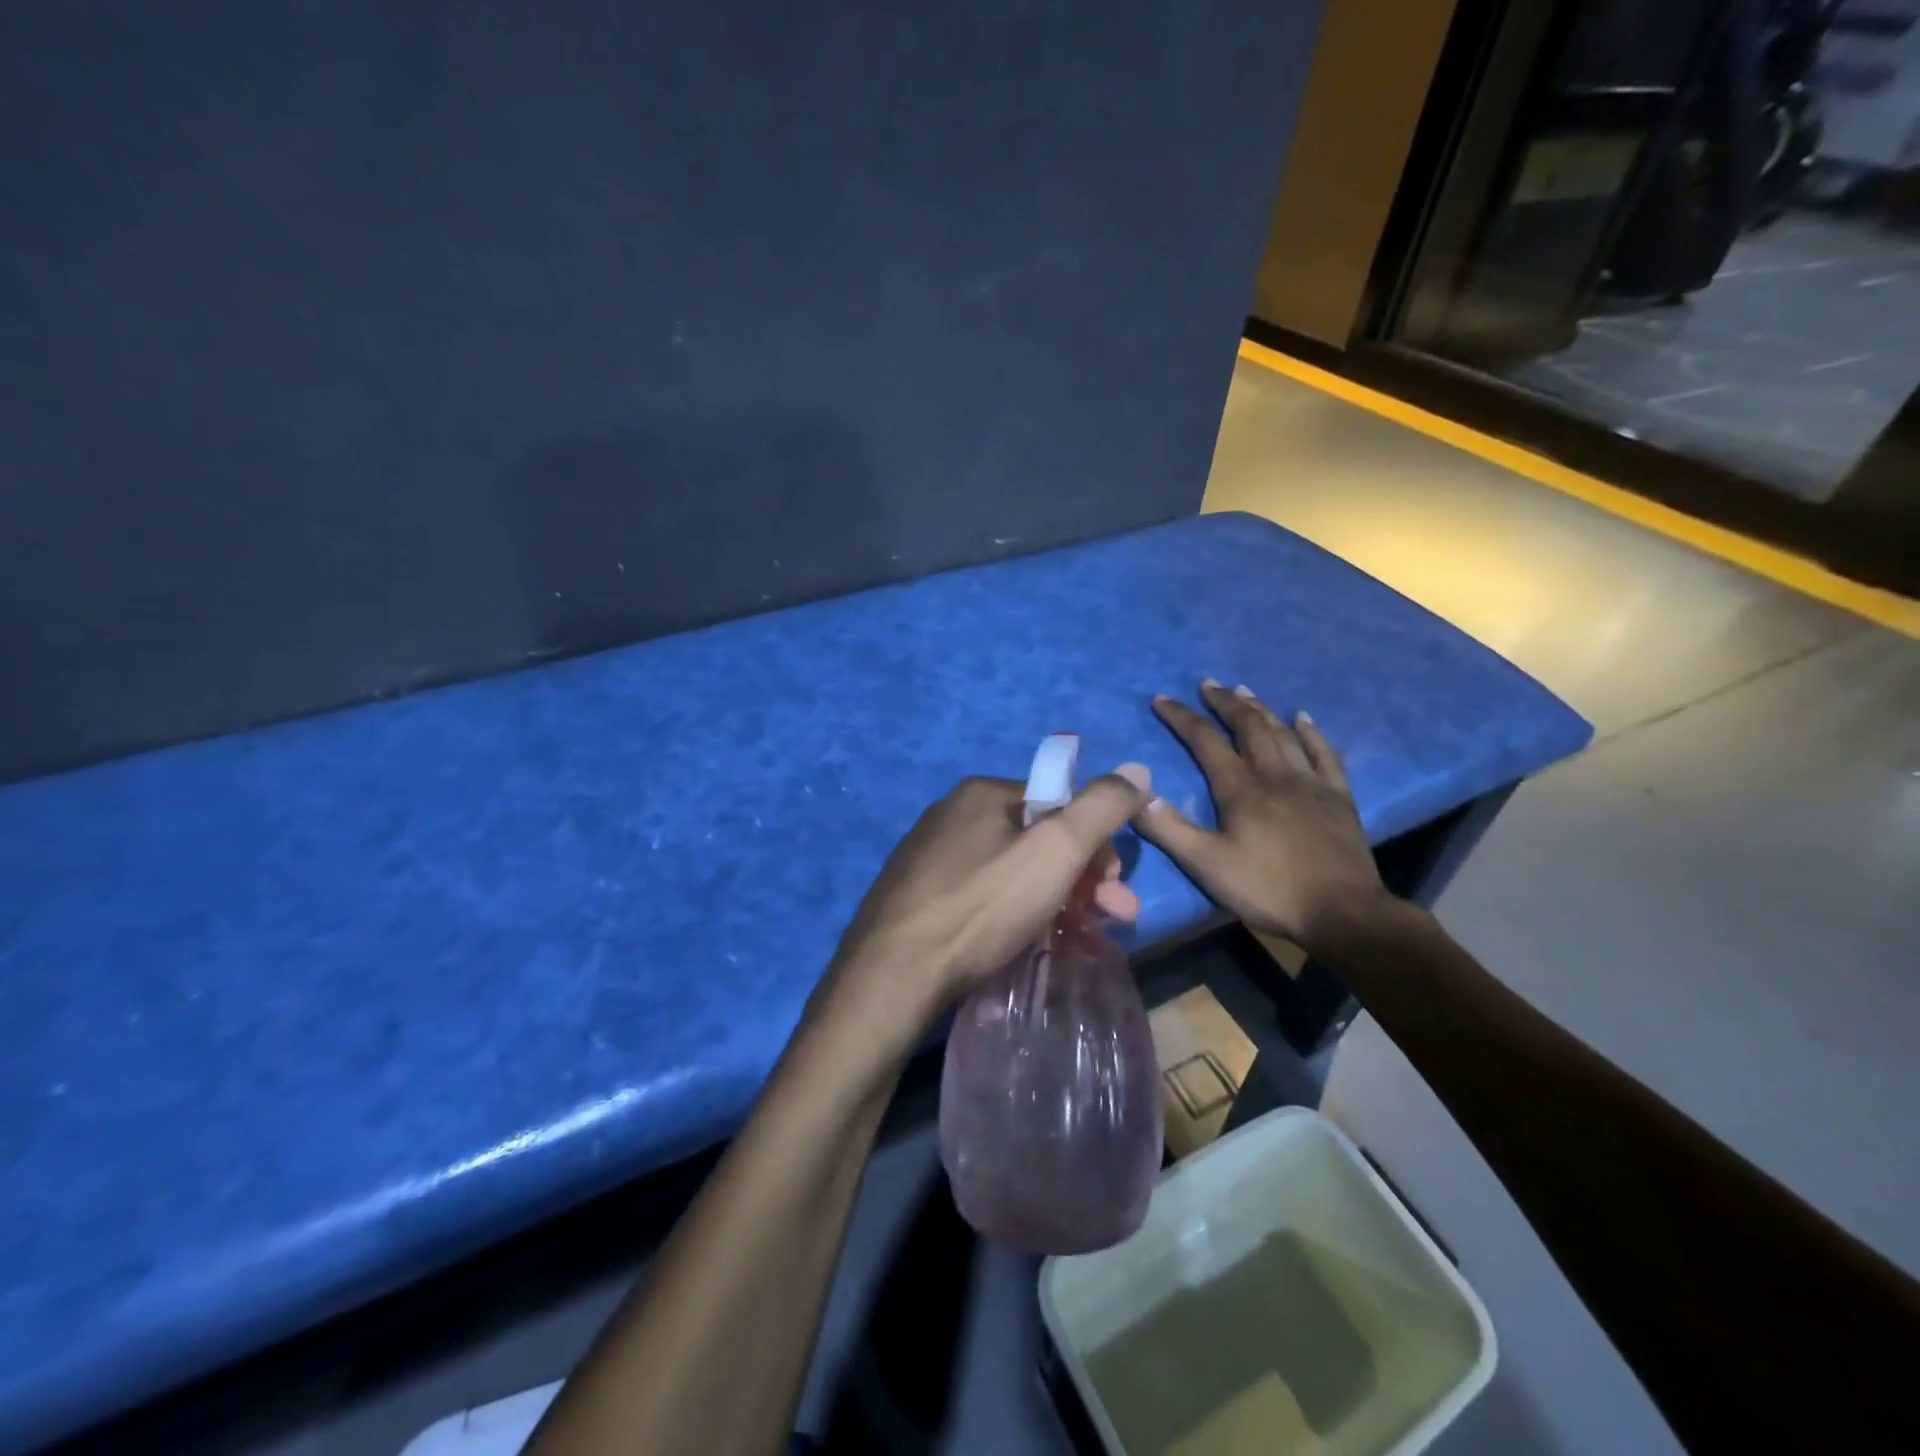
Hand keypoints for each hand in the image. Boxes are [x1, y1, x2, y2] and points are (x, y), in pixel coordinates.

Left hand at [814, 767, 1152, 1060]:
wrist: (892, 977)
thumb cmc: (981, 907)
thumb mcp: (1055, 851)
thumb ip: (1101, 807)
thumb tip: (1138, 768)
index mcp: (981, 793)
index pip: (1058, 804)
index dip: (1095, 844)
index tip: (1115, 888)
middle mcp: (950, 816)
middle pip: (1035, 840)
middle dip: (1082, 878)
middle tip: (1112, 920)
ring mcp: (928, 859)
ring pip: (1009, 872)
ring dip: (1052, 899)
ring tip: (1075, 939)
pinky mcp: (915, 899)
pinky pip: (979, 897)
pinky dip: (1010, 915)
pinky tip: (1021, 944)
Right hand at [1137, 682, 1385, 950]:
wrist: (1342, 913)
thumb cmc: (1268, 889)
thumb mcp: (1206, 865)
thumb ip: (1168, 829)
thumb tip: (1136, 796)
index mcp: (1241, 790)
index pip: (1205, 741)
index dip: (1182, 718)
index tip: (1162, 699)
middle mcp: (1275, 775)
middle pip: (1248, 727)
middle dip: (1225, 703)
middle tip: (1208, 685)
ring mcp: (1311, 783)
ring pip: (1283, 733)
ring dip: (1261, 709)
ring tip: (1244, 691)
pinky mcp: (1338, 798)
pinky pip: (1325, 754)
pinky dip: (1311, 732)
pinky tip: (1303, 718)